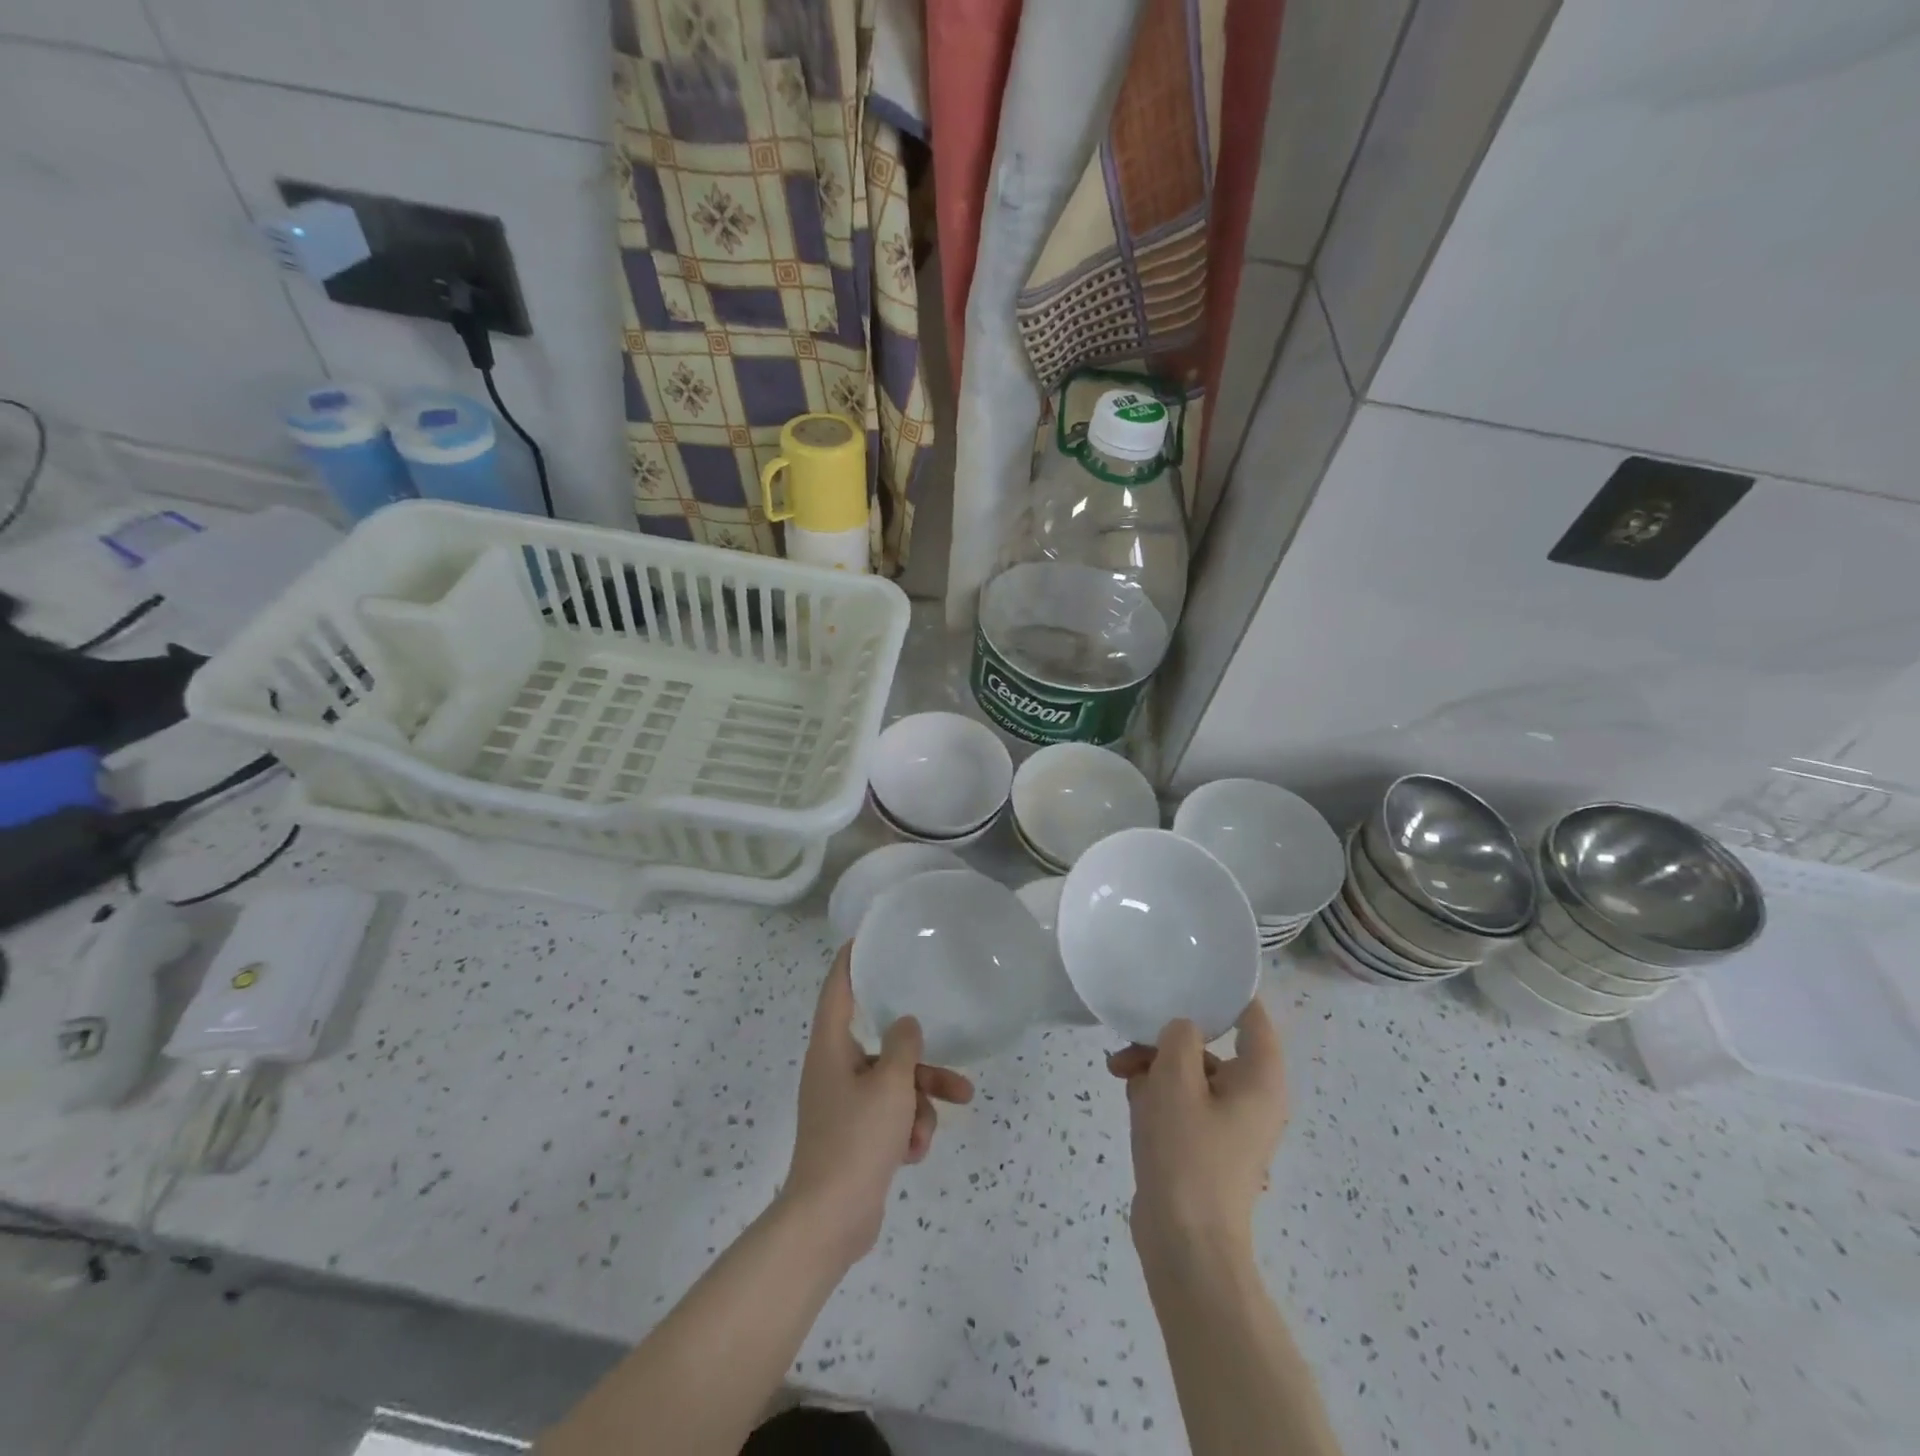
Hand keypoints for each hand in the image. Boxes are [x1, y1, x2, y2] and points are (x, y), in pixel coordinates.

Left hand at [780, 943, 973, 1264]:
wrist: (829, 1221)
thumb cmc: (856, 1140)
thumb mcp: (890, 1086)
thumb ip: (903, 1047)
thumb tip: (905, 1024)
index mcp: (831, 1049)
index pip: (838, 991)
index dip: (850, 962)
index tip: (865, 940)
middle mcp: (834, 1071)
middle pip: (883, 1049)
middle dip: (921, 1065)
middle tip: (956, 1070)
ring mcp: (844, 1106)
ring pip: (894, 1087)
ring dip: (919, 1105)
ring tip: (931, 1130)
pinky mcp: (855, 1137)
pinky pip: (889, 1118)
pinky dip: (905, 1131)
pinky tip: (912, 1154)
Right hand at [1107, 998, 1286, 1259]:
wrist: (1185, 1244)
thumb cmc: (1186, 1153)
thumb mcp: (1175, 1080)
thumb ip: (1180, 1036)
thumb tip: (1183, 1029)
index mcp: (1260, 1079)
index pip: (1253, 1016)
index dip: (1224, 992)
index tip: (1187, 976)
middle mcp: (1253, 1098)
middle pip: (1211, 1046)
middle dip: (1167, 1040)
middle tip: (1130, 1042)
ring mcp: (1230, 1125)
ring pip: (1191, 1074)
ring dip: (1155, 1067)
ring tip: (1119, 1073)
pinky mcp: (1207, 1145)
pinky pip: (1185, 1103)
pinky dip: (1158, 1095)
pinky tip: (1130, 1098)